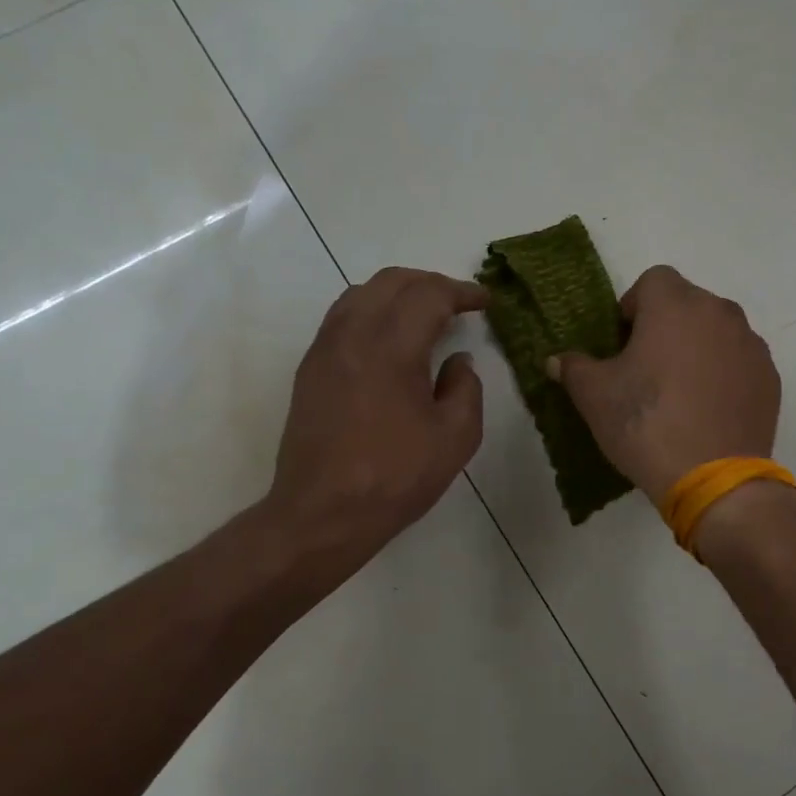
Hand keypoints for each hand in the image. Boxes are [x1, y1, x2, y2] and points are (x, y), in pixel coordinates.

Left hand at [264, 268, 485, 580]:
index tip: (485, 302)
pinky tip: (390, 337)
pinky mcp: (310, 368)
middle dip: (430, 284)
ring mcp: (325, 349)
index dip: (462, 292)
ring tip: (425, 314)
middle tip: (459, 303)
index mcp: (392, 347)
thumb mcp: (455, 438)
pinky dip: (372, 310)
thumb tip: (458, 361)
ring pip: (361, 293)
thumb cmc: (396, 477)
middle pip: (391, 282)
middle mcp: (353, 335)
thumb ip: (466, 389)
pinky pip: (342, 317)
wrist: (322, 513)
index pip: (429, 295)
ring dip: (398, 293)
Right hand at [548, 264, 779, 499]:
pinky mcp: (770, 377)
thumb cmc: (646, 424)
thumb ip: (574, 367)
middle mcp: (720, 312)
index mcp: (676, 305)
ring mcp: (751, 345)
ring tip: (680, 393)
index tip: (624, 344)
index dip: (633, 307)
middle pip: (687, 304)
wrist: (713, 479)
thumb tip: (557, 360)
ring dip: (697, 349)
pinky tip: (708, 411)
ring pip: (716, 332)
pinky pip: (739, 362)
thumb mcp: (594, 396)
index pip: (653, 280)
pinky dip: (723, 374)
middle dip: (666, 327)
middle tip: (647, 370)